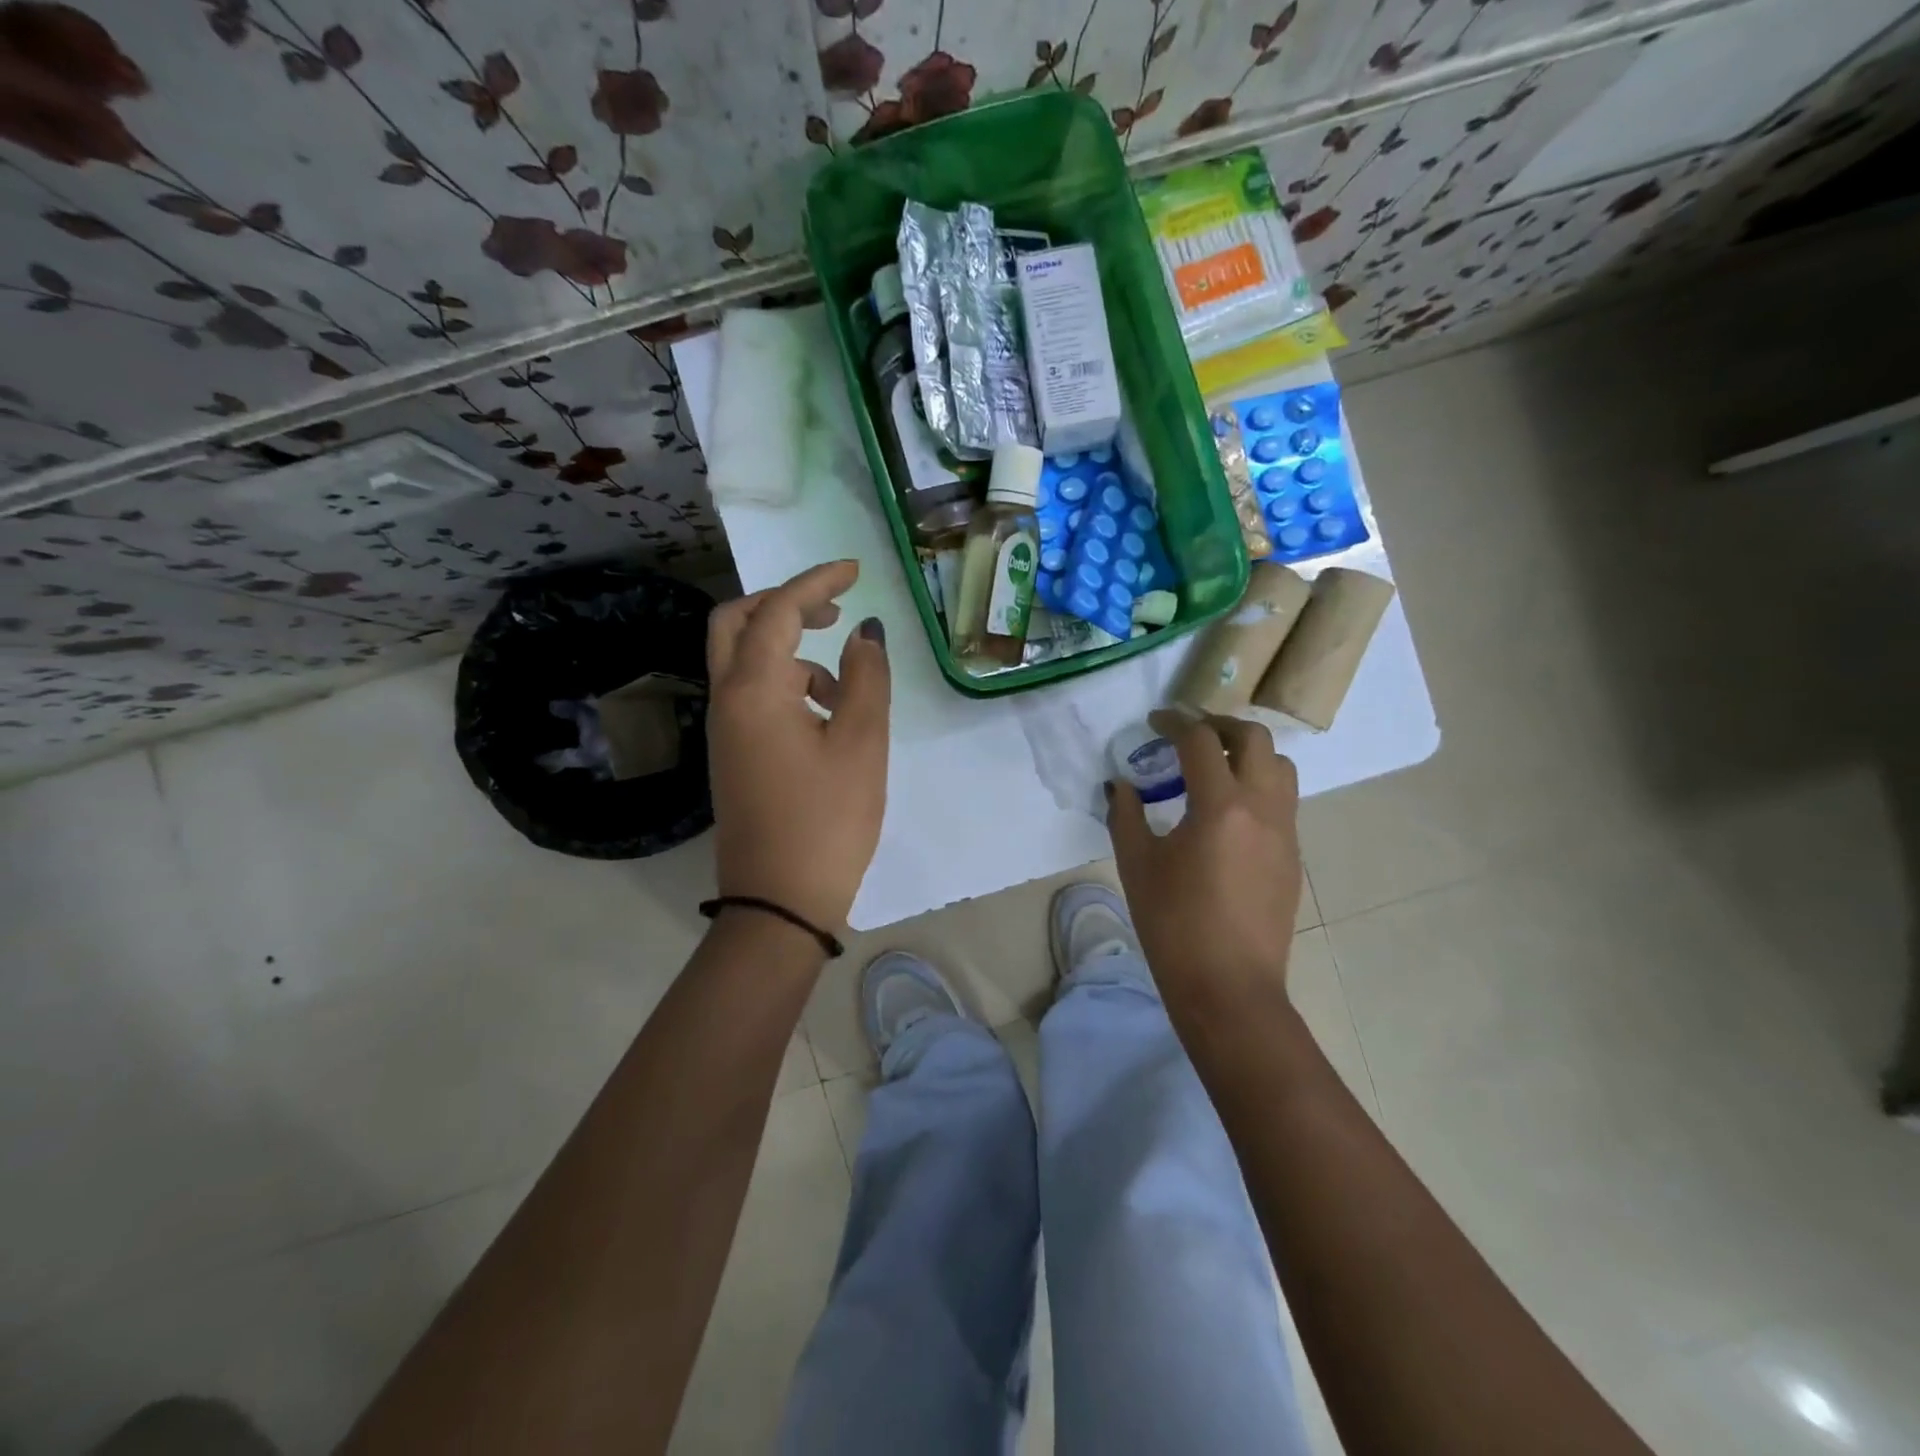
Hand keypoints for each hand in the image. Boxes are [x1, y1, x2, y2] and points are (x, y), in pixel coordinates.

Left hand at [706, 560, 890, 932]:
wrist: (779, 902)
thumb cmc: (827, 819)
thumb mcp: (861, 743)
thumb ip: (865, 678)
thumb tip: (864, 632)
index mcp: (754, 690)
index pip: (779, 611)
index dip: (817, 581)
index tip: (855, 568)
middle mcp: (727, 701)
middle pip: (736, 624)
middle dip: (783, 605)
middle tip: (831, 610)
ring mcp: (725, 730)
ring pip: (743, 662)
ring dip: (790, 651)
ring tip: (843, 684)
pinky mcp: (733, 755)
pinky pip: (752, 696)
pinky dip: (786, 685)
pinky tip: (826, 717)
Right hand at [1106, 711, 1302, 1006]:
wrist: (1229, 987)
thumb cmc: (1173, 924)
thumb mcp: (1136, 865)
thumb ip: (1125, 814)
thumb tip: (1121, 785)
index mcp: (1220, 805)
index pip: (1200, 740)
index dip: (1174, 723)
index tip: (1154, 722)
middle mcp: (1263, 807)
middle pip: (1254, 738)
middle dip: (1219, 725)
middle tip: (1188, 734)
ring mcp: (1285, 832)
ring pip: (1280, 766)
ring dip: (1248, 752)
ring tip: (1214, 766)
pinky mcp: (1292, 856)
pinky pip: (1283, 800)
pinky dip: (1258, 785)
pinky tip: (1228, 812)